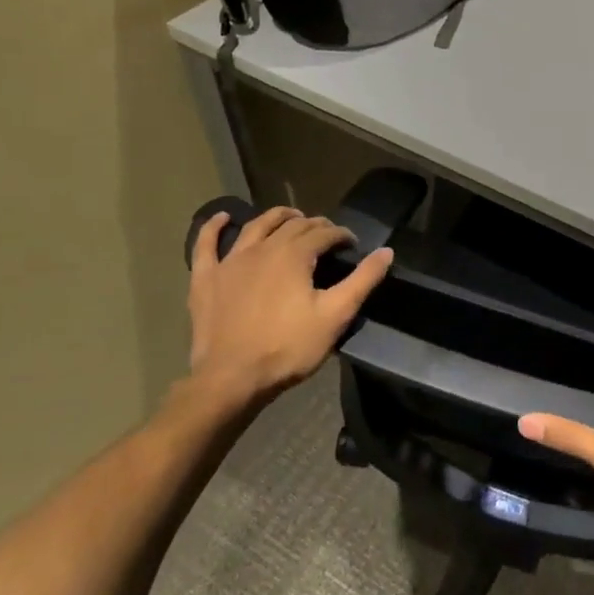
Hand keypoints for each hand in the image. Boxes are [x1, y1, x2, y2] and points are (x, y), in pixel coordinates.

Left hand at [176, 206, 392, 418]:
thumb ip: (363, 280)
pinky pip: (206, 245)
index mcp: (294, 254)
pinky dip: (213, 228)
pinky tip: (221, 218)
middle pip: (292, 226)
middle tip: (328, 235)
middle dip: (314, 225)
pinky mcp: (206, 279)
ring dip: (276, 217)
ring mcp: (230, 261)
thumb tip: (386, 251)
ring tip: (291, 216)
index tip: (352, 245)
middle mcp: (262, 248)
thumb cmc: (289, 347)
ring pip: (256, 227)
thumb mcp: (336, 315)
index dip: (342, 235)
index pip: (324, 233)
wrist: (231, 378)